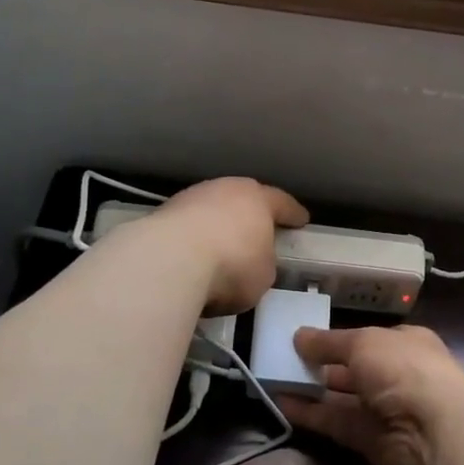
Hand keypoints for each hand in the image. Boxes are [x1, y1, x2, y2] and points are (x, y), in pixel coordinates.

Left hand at [145, 177, 307, 314]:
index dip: (293, 213)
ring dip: (217, 224)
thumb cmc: (230, 265)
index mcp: (257, 199)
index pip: (282, 203)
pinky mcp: (162, 214)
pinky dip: (194, 237)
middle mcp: (224, 189)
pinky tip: (193, 253)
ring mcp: (190, 198)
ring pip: (211, 208)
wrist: (169, 261)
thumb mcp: (263, 275)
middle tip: (258, 229)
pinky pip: (188, 225)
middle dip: (251, 214)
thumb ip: (263, 263)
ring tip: (221, 245)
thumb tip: (253, 262)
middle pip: (242, 199)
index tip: (301, 219)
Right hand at [279, 325, 463, 464]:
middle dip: (321, 365)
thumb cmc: (403, 369)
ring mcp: (384, 410)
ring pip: (341, 397)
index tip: (307, 338)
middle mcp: (397, 375)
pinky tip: (281, 404)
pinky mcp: (369, 439)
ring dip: (310, 389)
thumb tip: (298, 336)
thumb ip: (328, 342)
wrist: (433, 431)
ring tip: (273, 380)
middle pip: (353, 369)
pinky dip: (310, 413)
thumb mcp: (362, 342)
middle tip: (283, 359)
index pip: (368, 339)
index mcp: (405, 344)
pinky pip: (334, 422)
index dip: (339, 339)